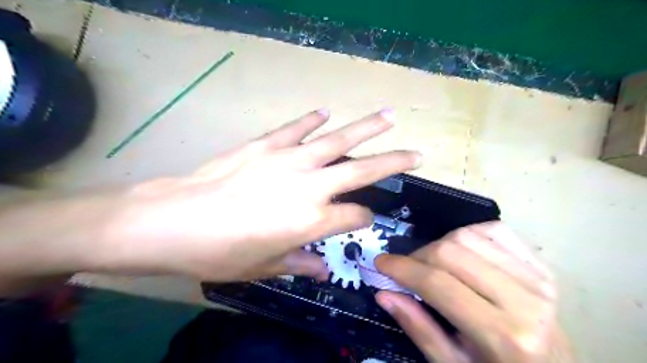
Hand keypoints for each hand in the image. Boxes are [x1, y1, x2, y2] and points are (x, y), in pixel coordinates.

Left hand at [95, 110, 418, 281]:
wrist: (175, 220)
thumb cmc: (221, 252)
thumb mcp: (264, 268)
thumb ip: (299, 264)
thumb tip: (322, 270)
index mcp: (312, 221)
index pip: (355, 216)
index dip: (363, 219)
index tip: (362, 219)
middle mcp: (310, 187)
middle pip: (362, 171)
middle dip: (393, 162)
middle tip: (417, 152)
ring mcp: (289, 160)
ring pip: (338, 140)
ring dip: (366, 128)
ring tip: (389, 116)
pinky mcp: (267, 144)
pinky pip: (297, 128)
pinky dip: (313, 120)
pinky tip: (325, 113)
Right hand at [375, 223, 576, 360]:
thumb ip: (417, 327)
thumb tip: (383, 293)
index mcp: (502, 335)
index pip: (438, 284)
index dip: (402, 268)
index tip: (380, 262)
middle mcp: (524, 300)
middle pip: (450, 252)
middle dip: (418, 256)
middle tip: (406, 269)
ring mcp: (537, 277)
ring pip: (467, 235)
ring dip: (439, 245)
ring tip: (432, 264)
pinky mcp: (541, 265)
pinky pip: (492, 230)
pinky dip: (466, 234)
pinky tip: (459, 250)